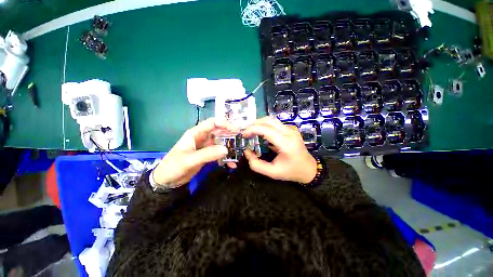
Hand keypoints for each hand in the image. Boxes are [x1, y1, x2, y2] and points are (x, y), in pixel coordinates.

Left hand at [152, 118, 238, 187]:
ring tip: (238, 153)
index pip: (213, 123)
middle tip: (241, 141)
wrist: (167, 180)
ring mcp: (206, 147)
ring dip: (229, 147)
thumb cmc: (174, 166)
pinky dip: (226, 157)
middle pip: (219, 132)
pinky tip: (231, 164)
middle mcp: (202, 137)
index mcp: (196, 133)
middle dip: (230, 135)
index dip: (225, 123)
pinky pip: (219, 153)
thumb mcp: (190, 160)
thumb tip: (226, 149)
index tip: (236, 130)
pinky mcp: (208, 155)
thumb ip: (208, 154)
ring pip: (221, 143)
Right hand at [242, 117, 316, 183]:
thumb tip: (247, 151)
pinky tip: (259, 132)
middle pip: (268, 121)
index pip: (266, 130)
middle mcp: (290, 133)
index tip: (243, 135)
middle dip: (254, 124)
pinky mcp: (290, 129)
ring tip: (250, 131)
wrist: (309, 168)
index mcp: (286, 144)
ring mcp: (291, 129)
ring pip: (271, 120)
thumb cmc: (291, 171)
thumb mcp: (272, 172)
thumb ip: (256, 164)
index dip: (252, 129)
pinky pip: (275, 123)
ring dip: (259, 123)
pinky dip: (265, 125)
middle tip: (245, 131)